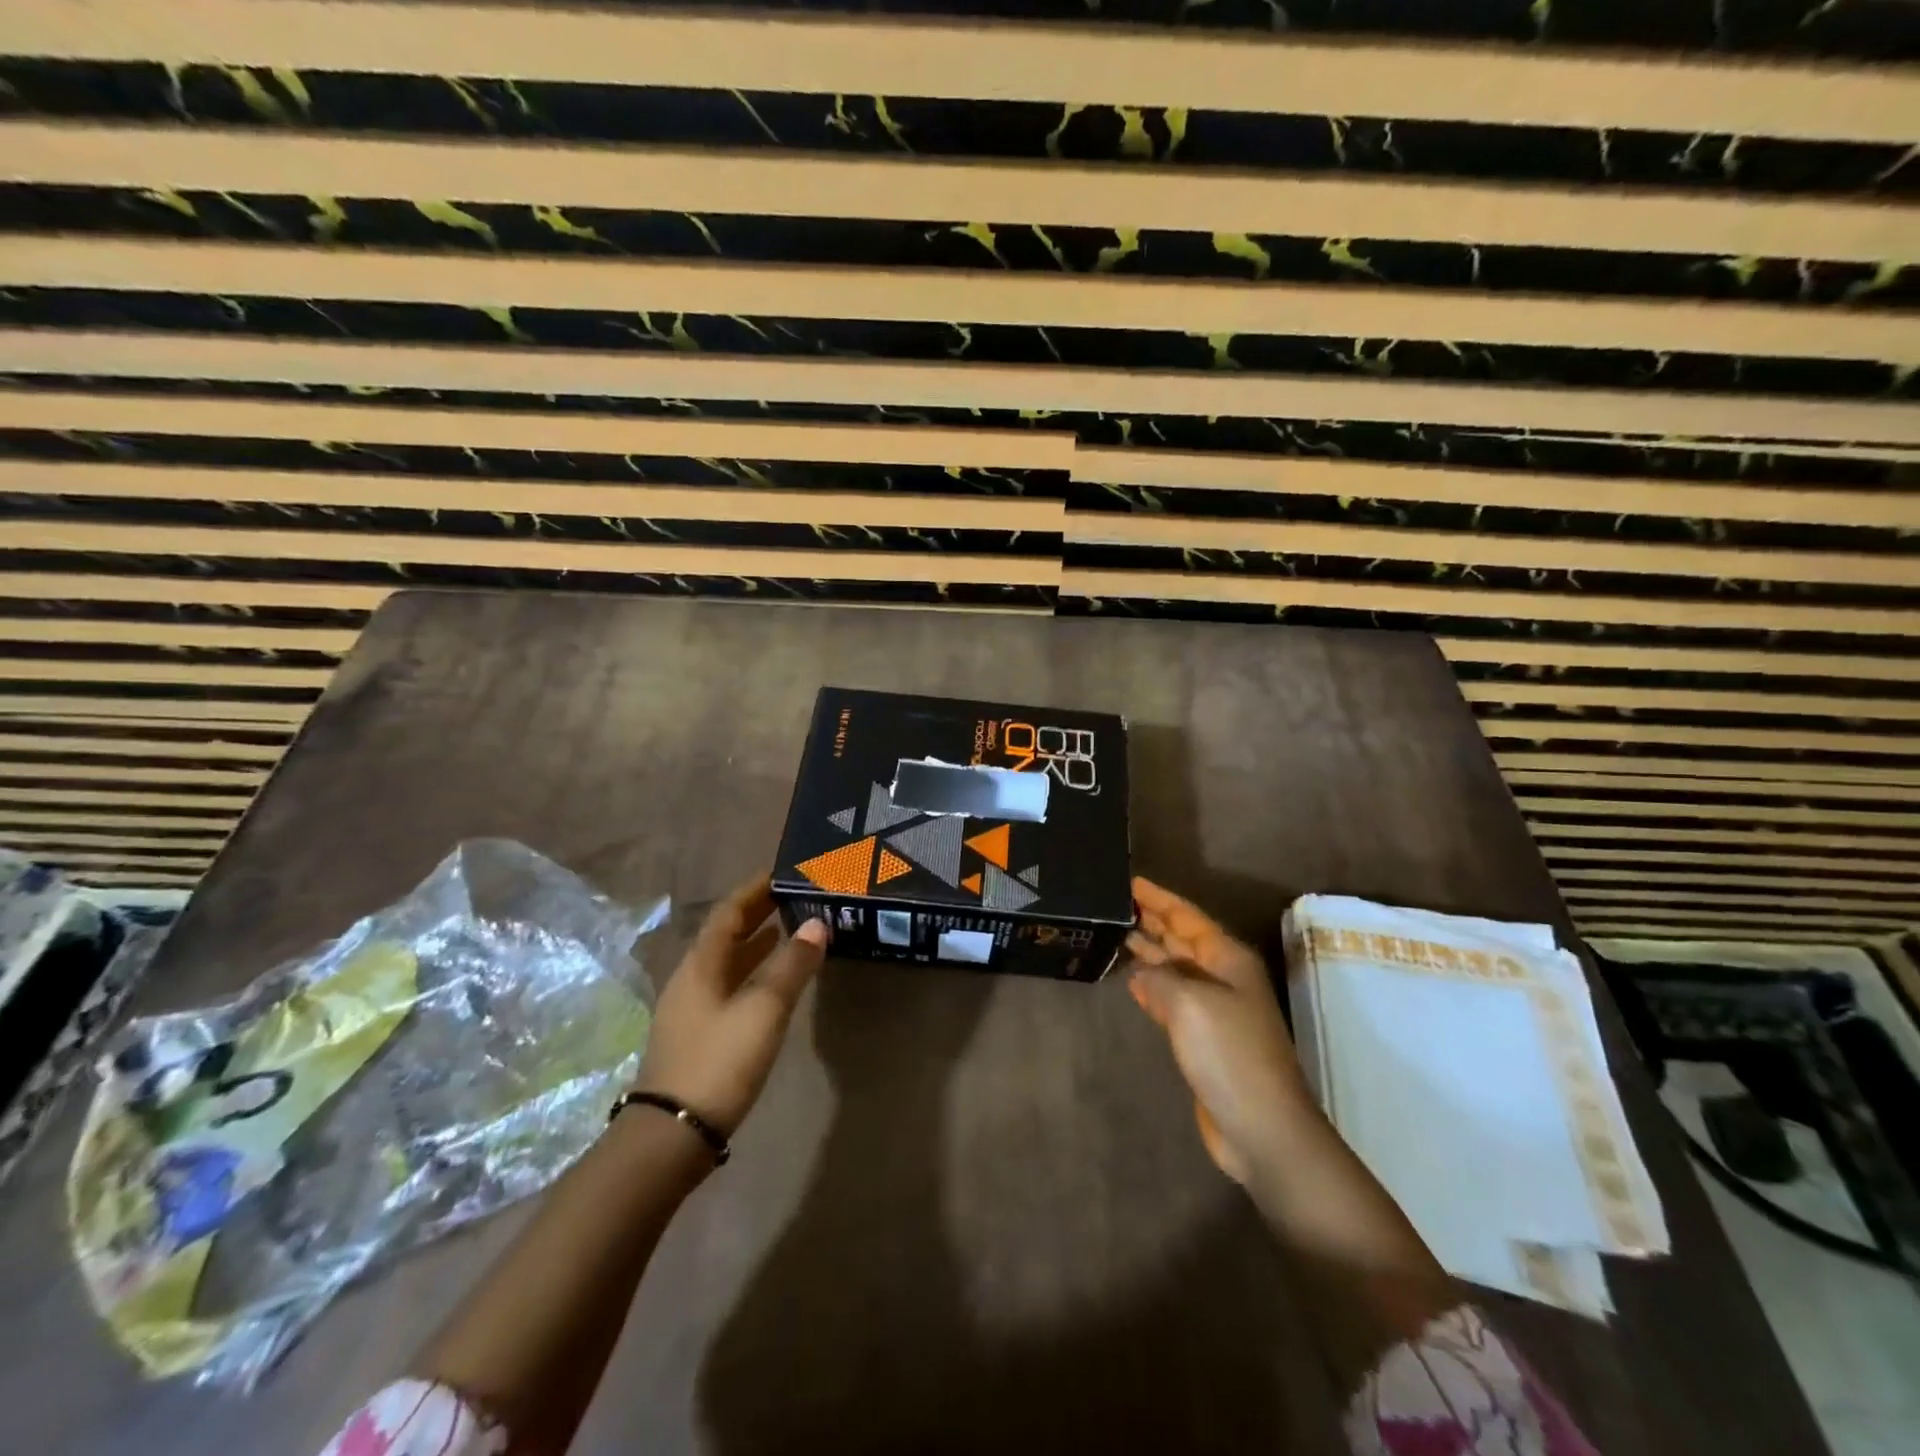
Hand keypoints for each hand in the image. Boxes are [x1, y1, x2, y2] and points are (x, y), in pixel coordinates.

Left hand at [635, 876, 829, 1136]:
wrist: (671, 1136)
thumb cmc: (720, 1060)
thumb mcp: (764, 1009)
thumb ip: (792, 965)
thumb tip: (817, 924)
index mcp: (701, 964)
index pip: (728, 912)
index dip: (754, 890)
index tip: (782, 873)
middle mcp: (691, 979)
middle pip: (725, 935)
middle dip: (757, 914)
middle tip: (793, 898)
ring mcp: (691, 1010)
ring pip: (727, 963)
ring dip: (756, 945)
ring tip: (788, 932)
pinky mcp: (697, 1037)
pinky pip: (728, 988)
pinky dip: (752, 974)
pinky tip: (772, 985)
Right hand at [1126, 877, 1313, 1187]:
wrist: (1262, 1127)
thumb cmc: (1230, 1054)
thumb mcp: (1189, 1003)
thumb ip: (1159, 978)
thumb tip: (1141, 974)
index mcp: (1227, 960)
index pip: (1187, 917)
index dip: (1159, 899)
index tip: (1130, 882)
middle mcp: (1223, 978)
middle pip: (1182, 939)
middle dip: (1153, 920)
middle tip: (1115, 904)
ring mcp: (1215, 1010)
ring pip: (1175, 969)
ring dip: (1149, 952)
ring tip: (1116, 934)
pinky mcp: (1204, 1040)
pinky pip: (1172, 1000)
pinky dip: (1151, 987)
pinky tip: (1131, 981)